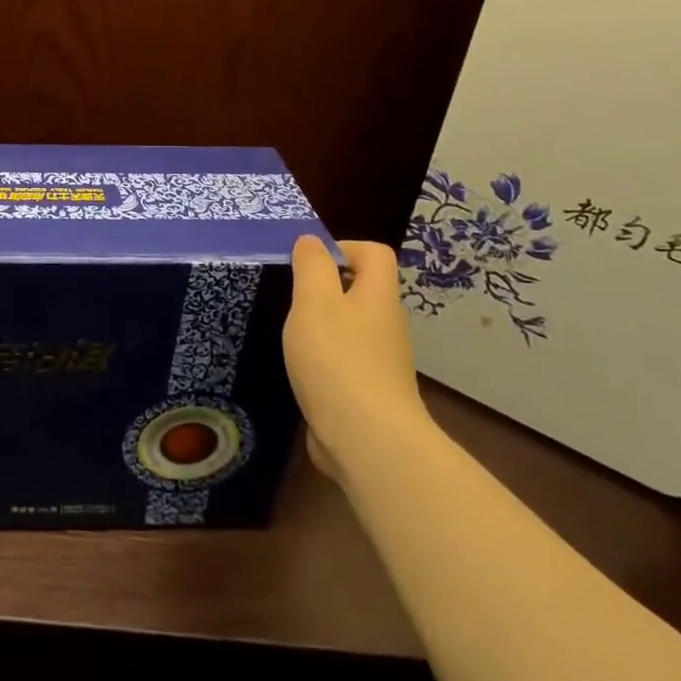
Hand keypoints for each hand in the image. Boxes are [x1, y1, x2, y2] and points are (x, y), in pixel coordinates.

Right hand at [283, 236, 430, 482]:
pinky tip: (304, 372)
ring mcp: (383, 362)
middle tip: (293, 299)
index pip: (375, 253)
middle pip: (364, 290)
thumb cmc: (337, 359)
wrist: (367, 439)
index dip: (343, 247)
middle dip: (328, 288)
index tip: (308, 263)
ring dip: (324, 325)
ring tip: (293, 336)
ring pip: (354, 327)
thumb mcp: (314, 301)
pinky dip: (326, 359)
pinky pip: (348, 361)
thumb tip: (312, 241)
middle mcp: (387, 325)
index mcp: (378, 296)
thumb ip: (311, 266)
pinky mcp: (371, 393)